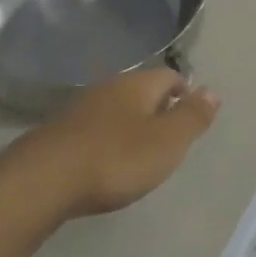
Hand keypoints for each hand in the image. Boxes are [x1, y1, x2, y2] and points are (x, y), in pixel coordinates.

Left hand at [10, 70, 220, 220]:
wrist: (43, 180)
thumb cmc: (116, 158)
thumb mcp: (168, 141)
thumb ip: (192, 117)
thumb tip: (212, 91)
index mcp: (138, 85)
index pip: (170, 76)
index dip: (185, 92)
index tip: (192, 117)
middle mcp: (108, 88)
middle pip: (141, 90)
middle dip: (157, 108)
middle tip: (169, 137)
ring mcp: (79, 109)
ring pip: (115, 108)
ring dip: (129, 124)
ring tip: (139, 151)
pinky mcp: (58, 133)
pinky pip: (92, 129)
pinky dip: (105, 140)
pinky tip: (105, 161)